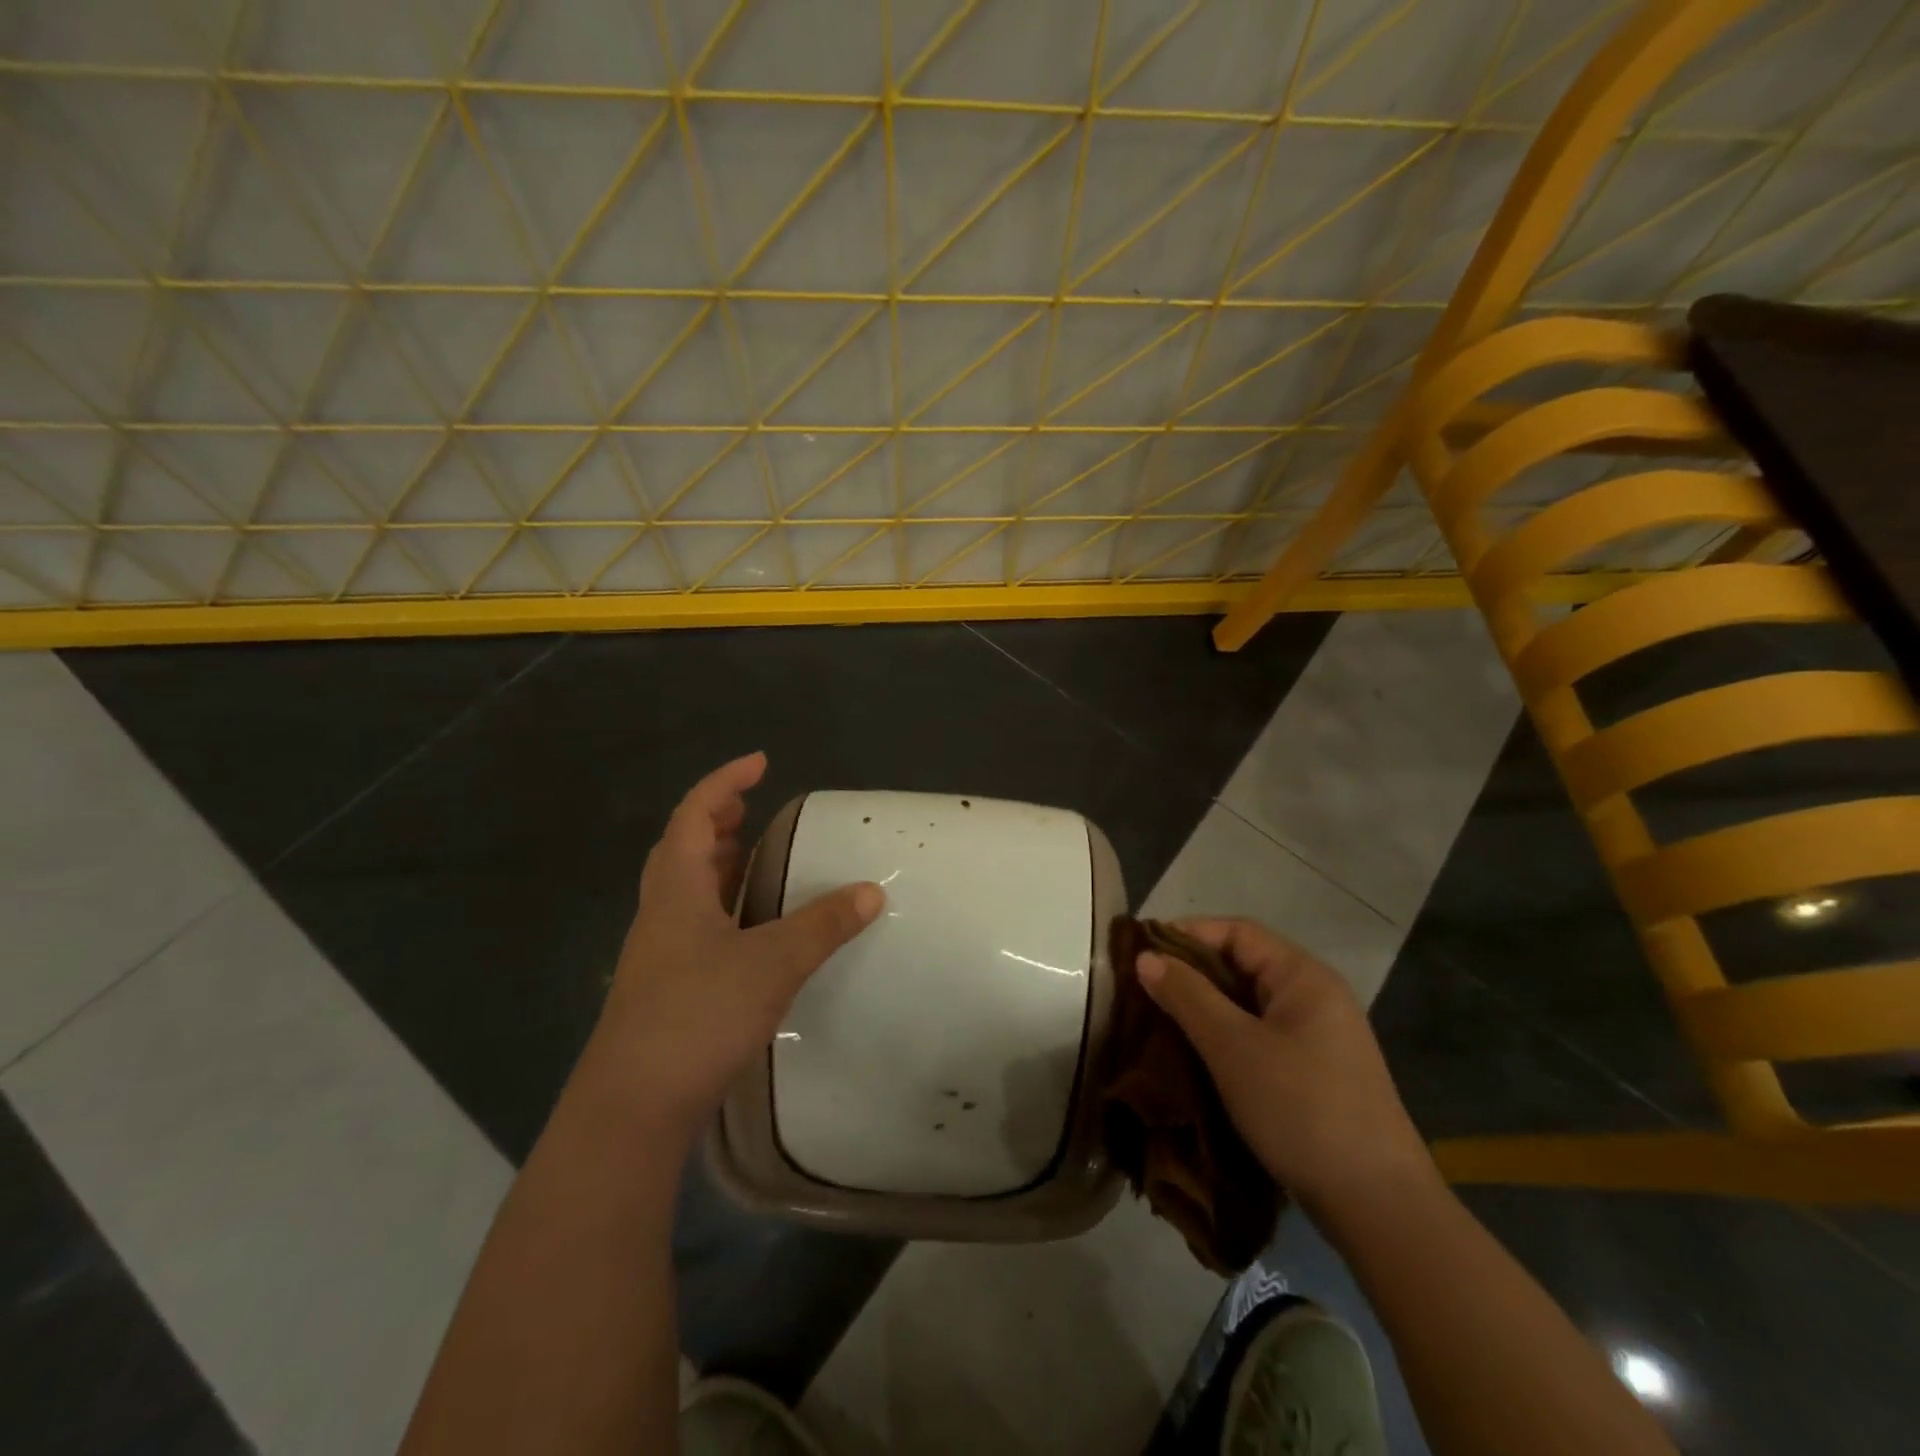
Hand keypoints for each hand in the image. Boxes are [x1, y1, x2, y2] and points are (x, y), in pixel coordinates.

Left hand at [589, 753, 883, 1140]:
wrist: (633, 1108)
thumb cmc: (697, 1015)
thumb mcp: (772, 963)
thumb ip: (823, 924)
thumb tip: (870, 891)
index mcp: (677, 889)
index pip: (695, 814)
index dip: (725, 782)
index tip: (760, 764)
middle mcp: (661, 913)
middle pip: (683, 848)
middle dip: (717, 820)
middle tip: (754, 810)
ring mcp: (659, 953)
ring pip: (686, 889)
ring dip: (717, 863)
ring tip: (754, 857)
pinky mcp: (666, 987)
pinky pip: (695, 924)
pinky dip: (722, 906)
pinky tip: (749, 929)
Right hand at [1138, 917, 1434, 1218]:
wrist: (1379, 1208)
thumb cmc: (1302, 1109)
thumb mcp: (1234, 1047)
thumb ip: (1187, 996)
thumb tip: (1145, 956)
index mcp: (1303, 977)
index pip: (1237, 932)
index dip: (1187, 934)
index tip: (1141, 953)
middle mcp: (1315, 998)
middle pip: (1242, 965)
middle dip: (1190, 974)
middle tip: (1141, 990)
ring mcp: (1318, 1039)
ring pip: (1247, 1006)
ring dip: (1203, 1010)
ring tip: (1156, 1022)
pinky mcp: (1314, 1075)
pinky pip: (1258, 1038)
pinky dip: (1223, 1039)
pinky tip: (1193, 1057)